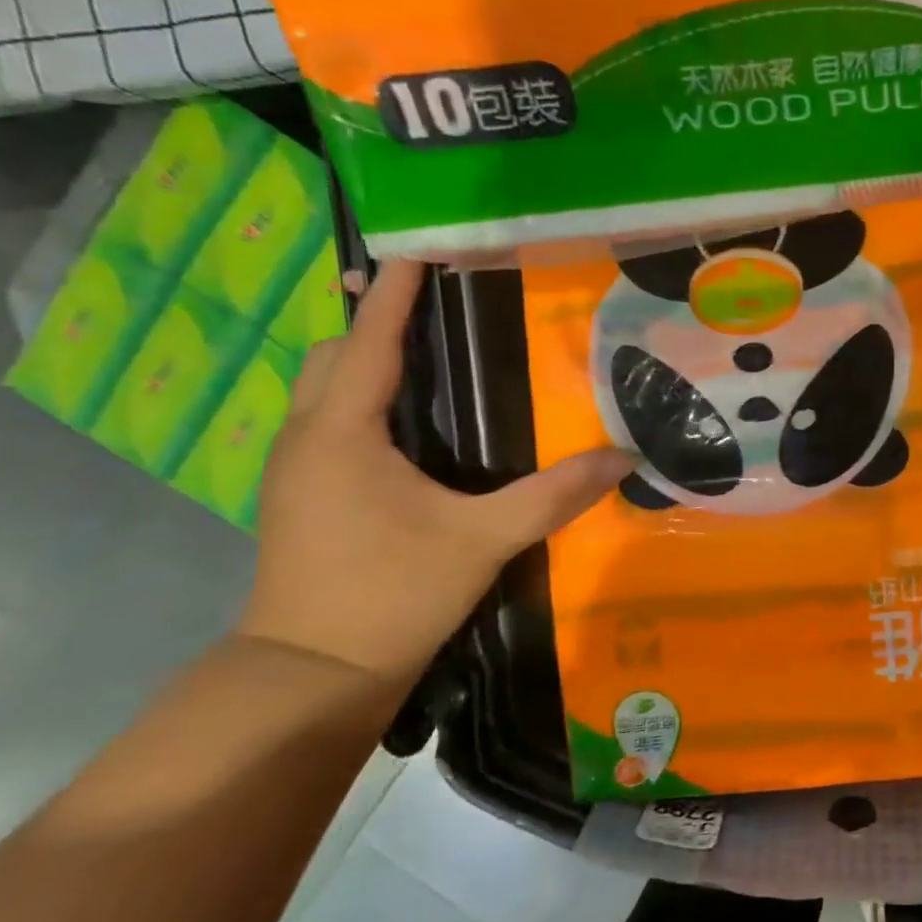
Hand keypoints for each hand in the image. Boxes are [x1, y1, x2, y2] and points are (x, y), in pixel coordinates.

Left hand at [237, 260, 632, 692]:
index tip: (421, 248)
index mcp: (343, 434)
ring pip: (327, 391)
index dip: (396, 293)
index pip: (371, 342)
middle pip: (335, 356)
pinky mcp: (305, 498)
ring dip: (369, 361)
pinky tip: (413, 424)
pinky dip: (366, 400)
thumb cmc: (390, 594)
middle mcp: (309, 439)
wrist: (312, 674)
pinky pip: (332, 423)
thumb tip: (623, 459)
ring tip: (432, 353)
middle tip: (438, 306)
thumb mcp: (482, 540)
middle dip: (379, 321)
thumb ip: (553, 496)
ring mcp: (298, 470)